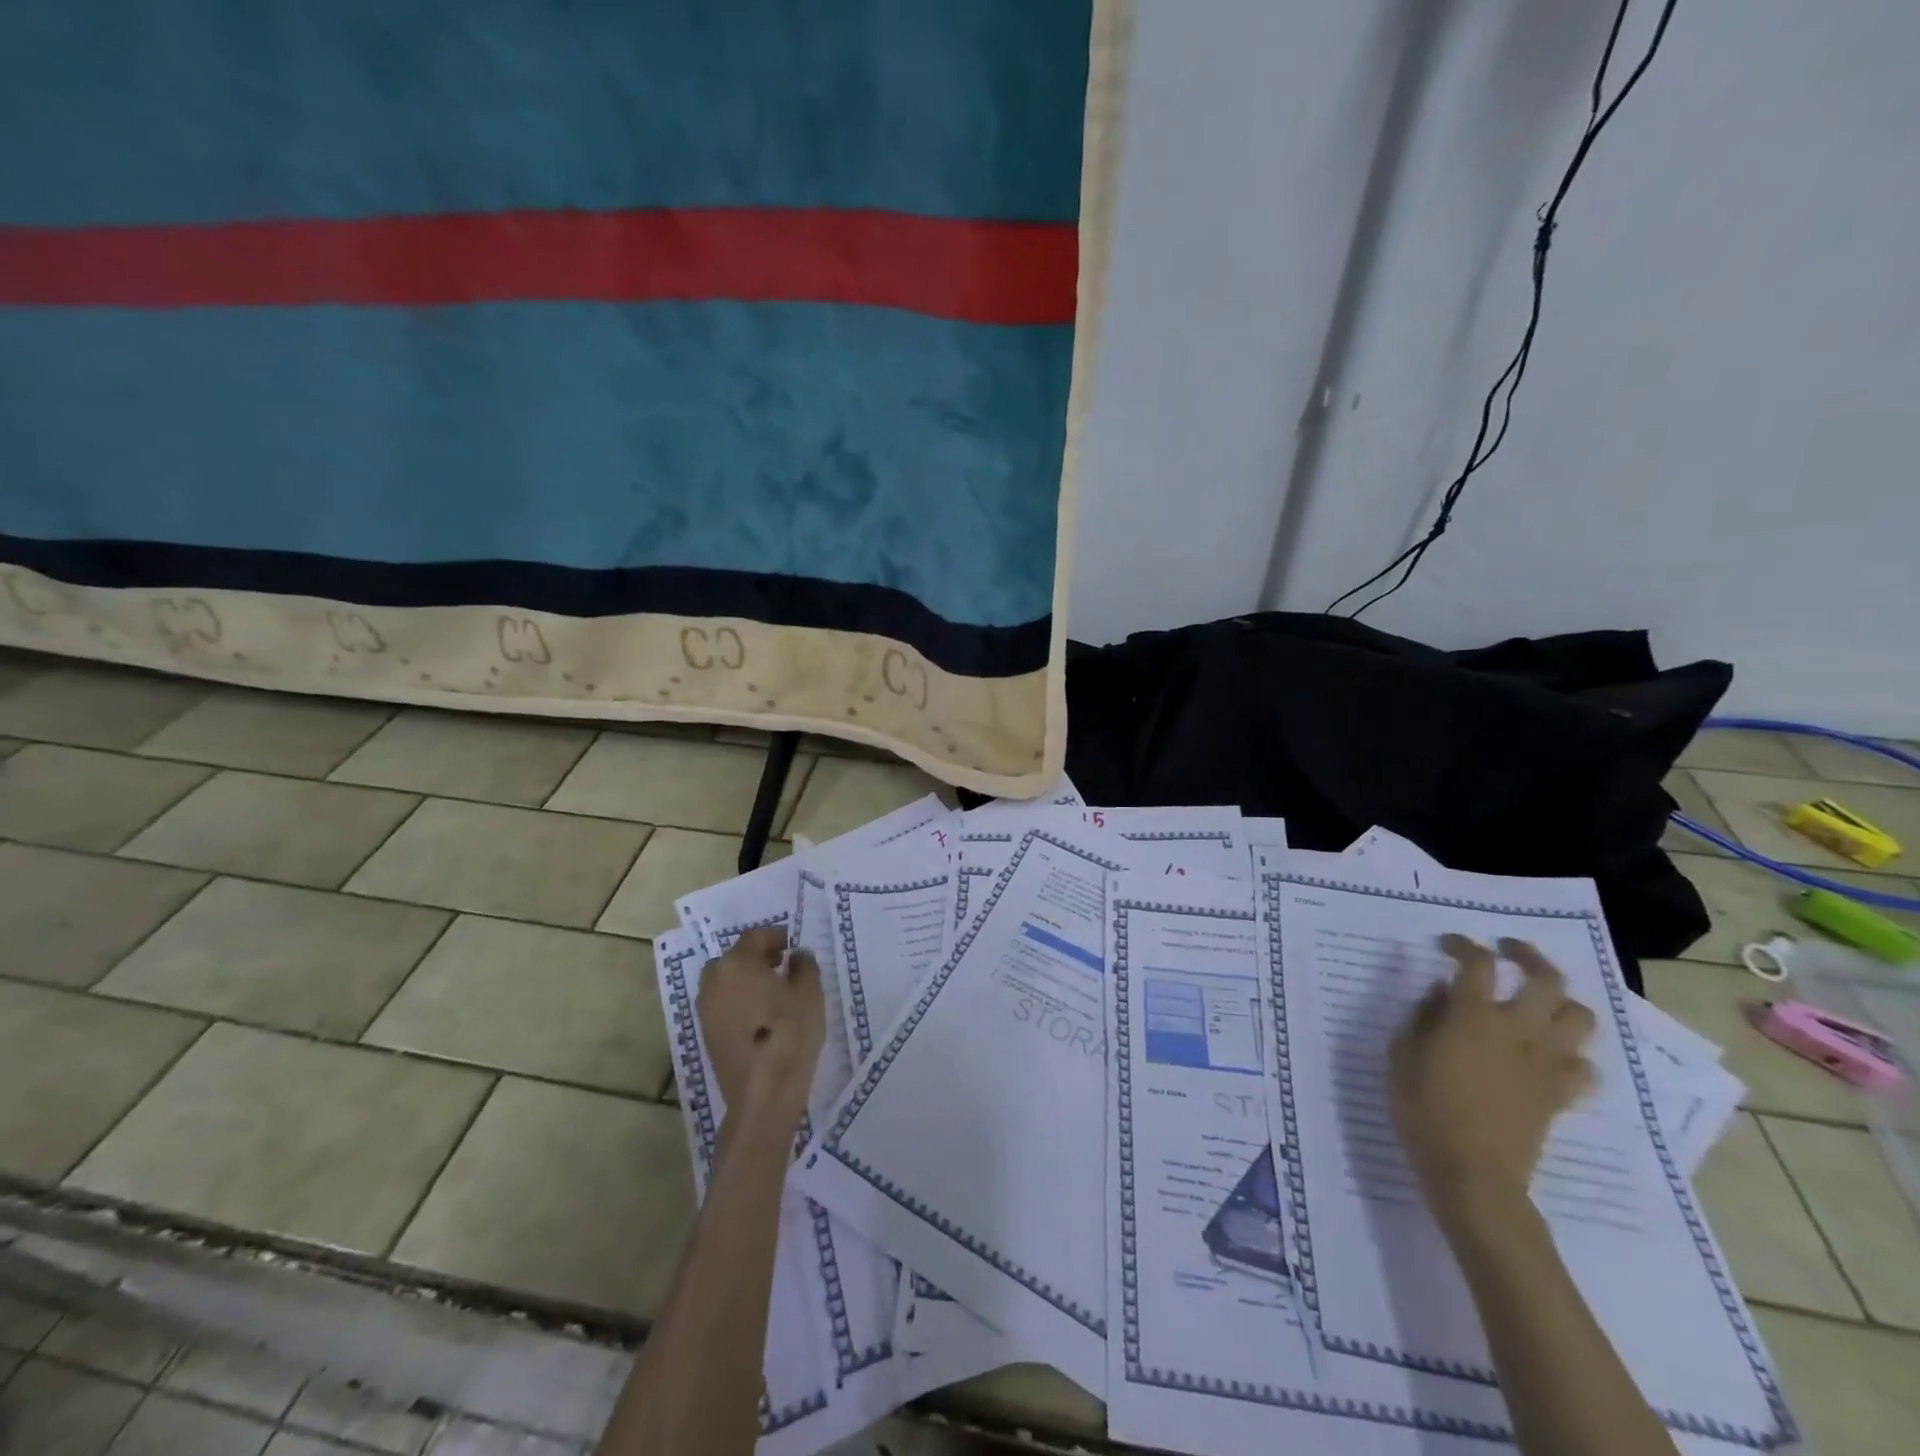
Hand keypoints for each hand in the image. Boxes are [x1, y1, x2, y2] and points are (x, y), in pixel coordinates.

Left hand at [695, 927, 825, 1127]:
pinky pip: (721, 1003)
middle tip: (781, 964)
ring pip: (724, 980)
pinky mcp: (706, 1033)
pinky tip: (759, 1014)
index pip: (755, 936)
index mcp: (737, 963)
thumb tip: (796, 955)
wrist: (763, 1093)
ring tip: (771, 991)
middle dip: (757, 956)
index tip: (792, 945)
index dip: (775, 936)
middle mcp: (714, 980)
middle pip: (734, 957)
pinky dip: (737, 999)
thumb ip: (804, 965)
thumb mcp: (809, 992)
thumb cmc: (789, 1034)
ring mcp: (706, 1009)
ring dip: (745, 978)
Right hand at [1388, 935, 1595, 1223]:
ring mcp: (1546, 1063)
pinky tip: (1549, 1054)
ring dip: (1561, 1001)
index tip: (1448, 944)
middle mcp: (1518, 1030)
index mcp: (1474, 1016)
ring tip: (1538, 1000)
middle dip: (1529, 956)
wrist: (1472, 1173)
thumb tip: (1440, 991)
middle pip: (1546, 979)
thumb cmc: (1423, 1108)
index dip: (1464, 945)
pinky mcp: (1560, 1094)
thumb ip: (1422, 1016)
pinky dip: (1571, 1053)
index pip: (1479, 963)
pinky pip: (1584, 1067)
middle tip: (1509, 950)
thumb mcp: (1401, 1054)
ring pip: (1579, 1017)